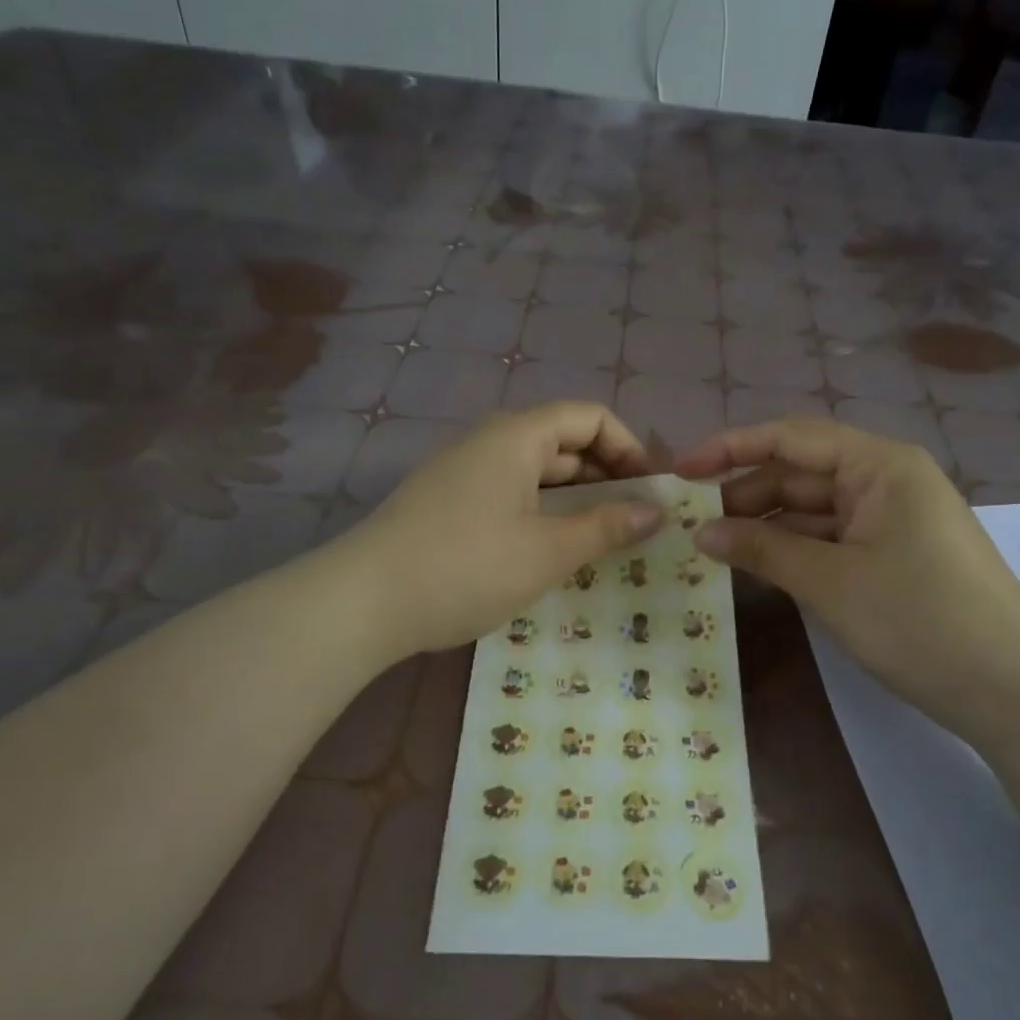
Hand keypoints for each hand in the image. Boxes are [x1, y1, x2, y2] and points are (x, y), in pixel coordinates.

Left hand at [352, 403, 663, 656]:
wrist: (364, 602)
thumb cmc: (468, 567)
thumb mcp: (548, 550)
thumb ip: (606, 527)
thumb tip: (655, 512)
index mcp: (516, 436)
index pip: (589, 417)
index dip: (629, 448)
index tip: (650, 492)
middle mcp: (489, 442)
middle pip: (563, 442)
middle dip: (606, 476)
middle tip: (634, 523)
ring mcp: (463, 473)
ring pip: (535, 473)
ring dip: (574, 499)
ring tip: (600, 541)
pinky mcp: (446, 504)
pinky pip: (509, 494)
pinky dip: (540, 513)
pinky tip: (549, 552)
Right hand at [676, 418, 1019, 741]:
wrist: (1014, 691)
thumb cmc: (920, 620)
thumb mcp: (830, 581)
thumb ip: (762, 548)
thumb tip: (700, 532)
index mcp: (879, 465)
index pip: (791, 438)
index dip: (730, 448)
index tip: (681, 471)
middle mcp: (886, 480)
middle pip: (800, 473)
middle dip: (745, 494)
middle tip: (689, 524)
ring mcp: (893, 519)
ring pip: (814, 509)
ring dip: (767, 526)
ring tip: (712, 548)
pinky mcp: (895, 555)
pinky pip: (832, 539)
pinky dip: (795, 550)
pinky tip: (758, 567)